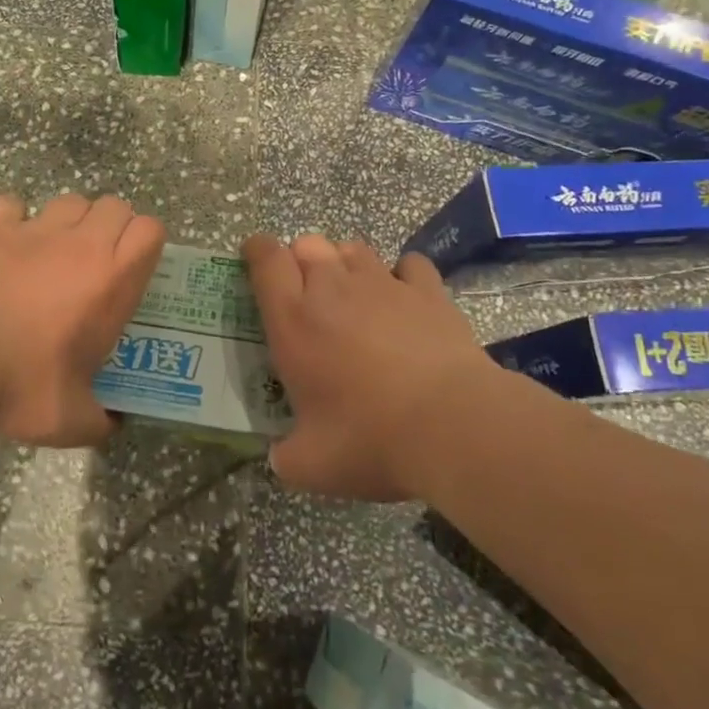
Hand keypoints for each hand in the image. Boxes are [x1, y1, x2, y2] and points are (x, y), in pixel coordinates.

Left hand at [0, 193, 165, 446]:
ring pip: (69, 200)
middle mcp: (80, 244)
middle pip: (114, 205)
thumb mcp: (70, 420)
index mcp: (112, 280)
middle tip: (97, 261)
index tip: (134, 267)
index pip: (150, 229)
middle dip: (112, 226)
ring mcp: (34, 229)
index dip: (147, 242)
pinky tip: (6, 243)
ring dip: (70, 220)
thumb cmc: (21, 384)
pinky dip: (13, 218)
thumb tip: (112, 425)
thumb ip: (99, 419)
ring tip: (54, 251)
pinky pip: (12, 204)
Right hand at [243, 233, 491, 500]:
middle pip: (308, 244)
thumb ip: (287, 457)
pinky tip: (405, 297)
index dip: (257, 250)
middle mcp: (332, 288)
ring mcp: (383, 283)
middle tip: (306, 292)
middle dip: (301, 259)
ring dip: (345, 263)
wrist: (452, 425)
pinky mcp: (427, 290)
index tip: (255, 258)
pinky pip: (409, 264)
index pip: (266, 260)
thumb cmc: (370, 439)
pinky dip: (402, 274)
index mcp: (294, 320)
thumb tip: (281, 458)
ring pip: (353, 248)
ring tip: (352, 293)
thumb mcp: (312, 465)